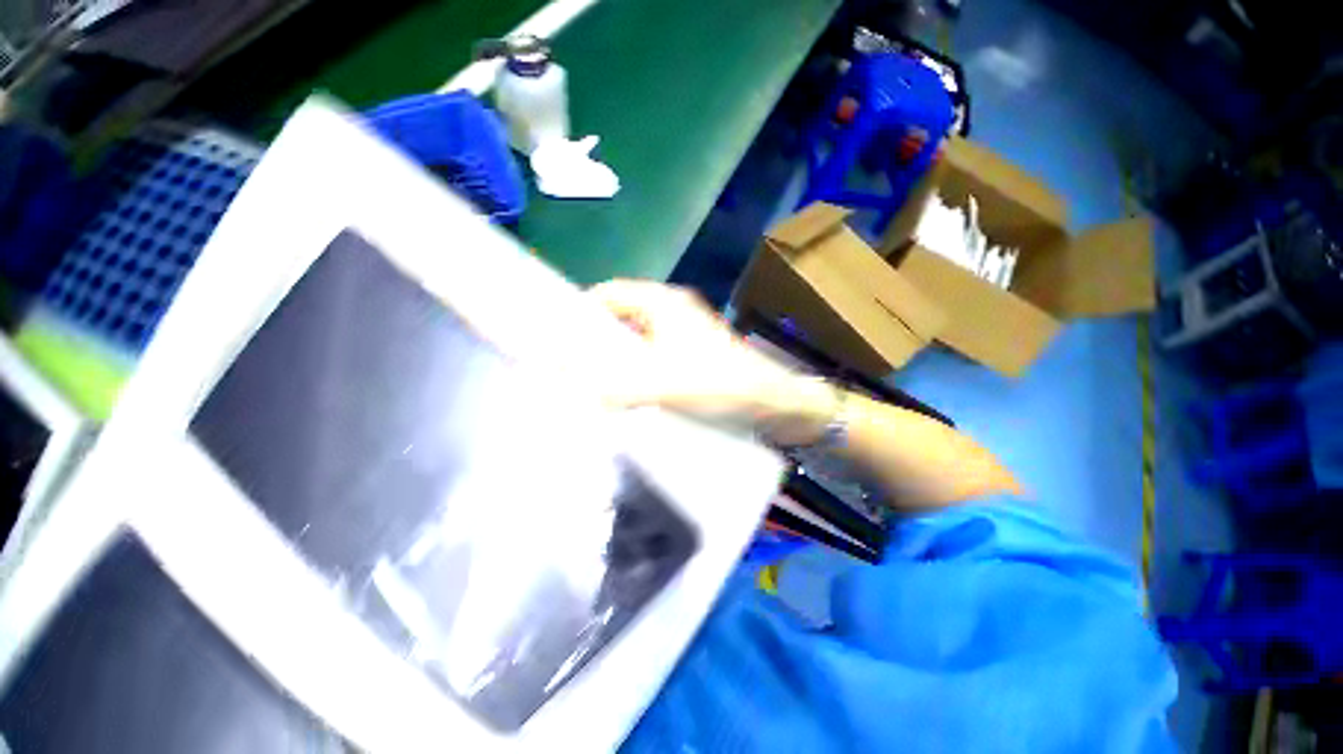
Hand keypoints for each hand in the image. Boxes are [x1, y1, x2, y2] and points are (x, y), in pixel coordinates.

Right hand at [589, 280, 834, 442]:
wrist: (774, 403)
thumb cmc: (721, 384)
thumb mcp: (662, 384)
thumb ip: (613, 385)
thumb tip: (568, 385)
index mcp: (663, 302)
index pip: (609, 293)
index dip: (582, 311)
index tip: (559, 338)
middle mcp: (671, 311)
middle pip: (621, 317)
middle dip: (595, 340)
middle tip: (570, 366)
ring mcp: (683, 334)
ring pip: (636, 339)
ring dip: (616, 358)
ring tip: (590, 382)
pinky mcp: (691, 356)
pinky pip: (652, 357)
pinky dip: (635, 370)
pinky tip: (625, 393)